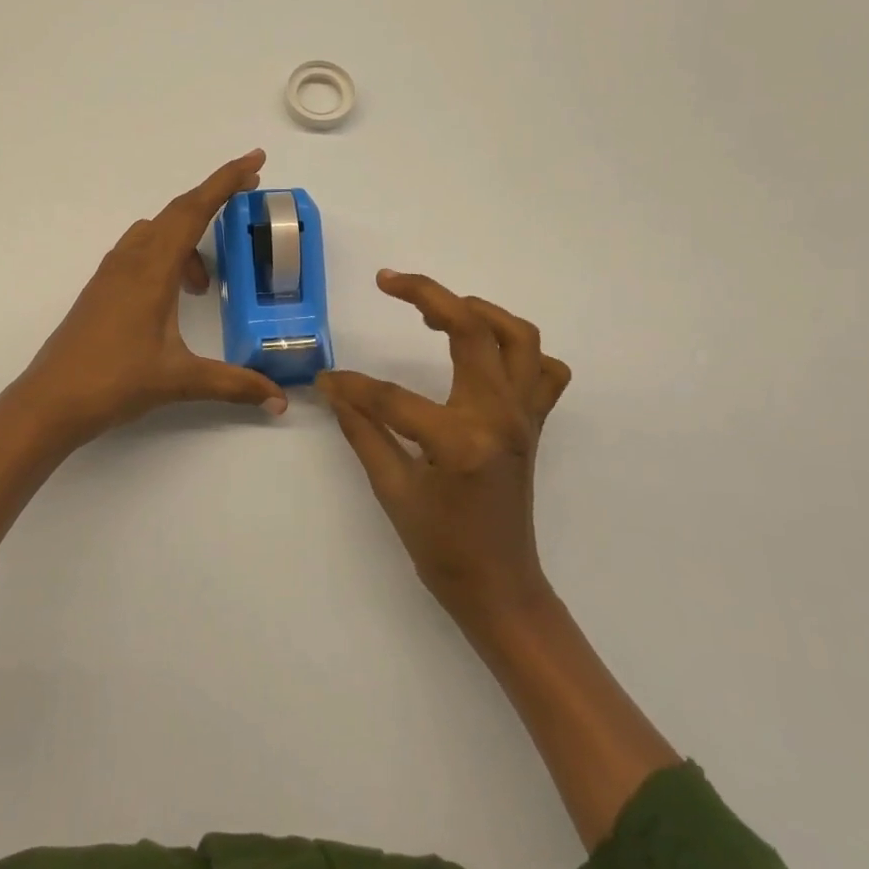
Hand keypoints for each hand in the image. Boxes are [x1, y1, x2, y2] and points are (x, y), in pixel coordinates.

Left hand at [16, 150, 288, 443]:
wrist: (50, 401)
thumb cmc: (114, 382)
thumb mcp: (180, 380)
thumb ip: (234, 384)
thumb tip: (279, 399)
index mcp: (152, 270)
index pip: (194, 211)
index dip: (226, 182)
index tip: (255, 160)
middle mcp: (130, 261)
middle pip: (177, 212)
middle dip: (214, 199)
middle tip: (248, 194)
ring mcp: (111, 273)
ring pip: (156, 233)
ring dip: (187, 240)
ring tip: (204, 285)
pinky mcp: (101, 289)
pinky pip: (140, 252)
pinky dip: (165, 256)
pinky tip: (173, 295)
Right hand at [318, 271, 570, 625]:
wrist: (500, 587)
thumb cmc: (441, 547)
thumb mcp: (392, 490)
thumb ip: (363, 430)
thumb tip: (332, 389)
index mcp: (461, 438)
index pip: (392, 395)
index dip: (353, 386)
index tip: (326, 380)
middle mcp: (501, 416)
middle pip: (472, 329)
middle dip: (428, 295)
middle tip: (389, 281)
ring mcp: (524, 416)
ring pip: (518, 337)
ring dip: (479, 310)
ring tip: (438, 307)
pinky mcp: (534, 423)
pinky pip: (542, 371)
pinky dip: (519, 350)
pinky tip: (485, 353)